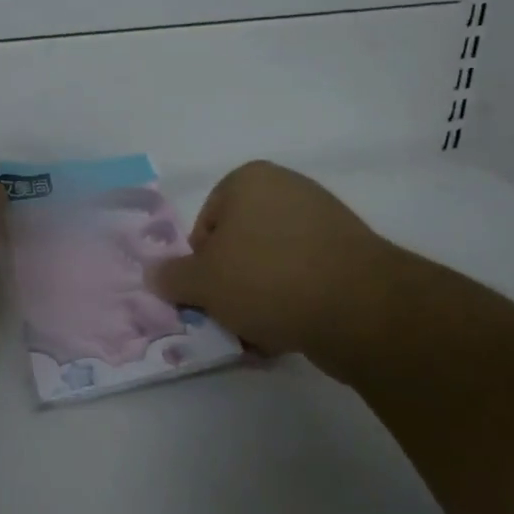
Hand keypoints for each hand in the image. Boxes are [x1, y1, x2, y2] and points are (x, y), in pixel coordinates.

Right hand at [146, 160, 414, 356]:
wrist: (359, 307)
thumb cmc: (267, 278)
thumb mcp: (203, 282)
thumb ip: (172, 276)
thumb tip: (153, 274)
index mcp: (249, 180)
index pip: (206, 224)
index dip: (200, 265)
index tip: (208, 295)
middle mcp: (287, 189)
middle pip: (239, 245)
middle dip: (231, 285)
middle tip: (231, 318)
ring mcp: (324, 220)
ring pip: (271, 266)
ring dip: (259, 300)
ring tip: (262, 334)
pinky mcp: (350, 254)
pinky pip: (304, 278)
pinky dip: (293, 303)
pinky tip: (290, 334)